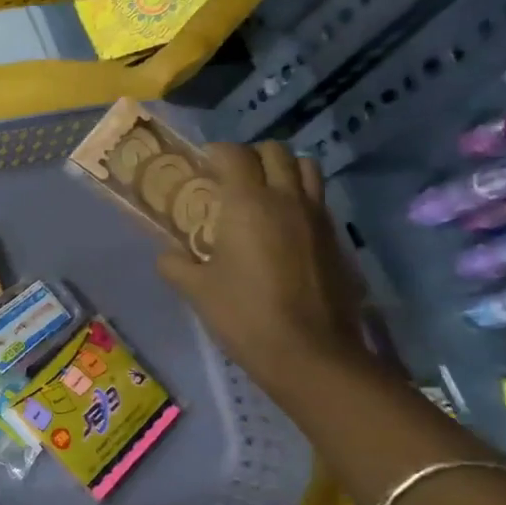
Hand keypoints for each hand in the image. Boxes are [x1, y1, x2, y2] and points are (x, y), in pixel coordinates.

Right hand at [157, 142, 375, 392]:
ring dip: (283, 170)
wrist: (311, 353)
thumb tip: (169, 255)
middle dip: (251, 156)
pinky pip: (318, 200)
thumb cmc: (245, 314)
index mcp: (248, 203)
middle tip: (231, 178)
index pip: (234, 154)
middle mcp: (287, 199)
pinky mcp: (337, 239)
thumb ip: (176, 264)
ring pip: (306, 168)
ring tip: (263, 193)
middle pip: (275, 151)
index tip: (201, 166)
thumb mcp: (196, 290)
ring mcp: (318, 217)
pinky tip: (283, 228)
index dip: (216, 152)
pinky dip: (300, 198)